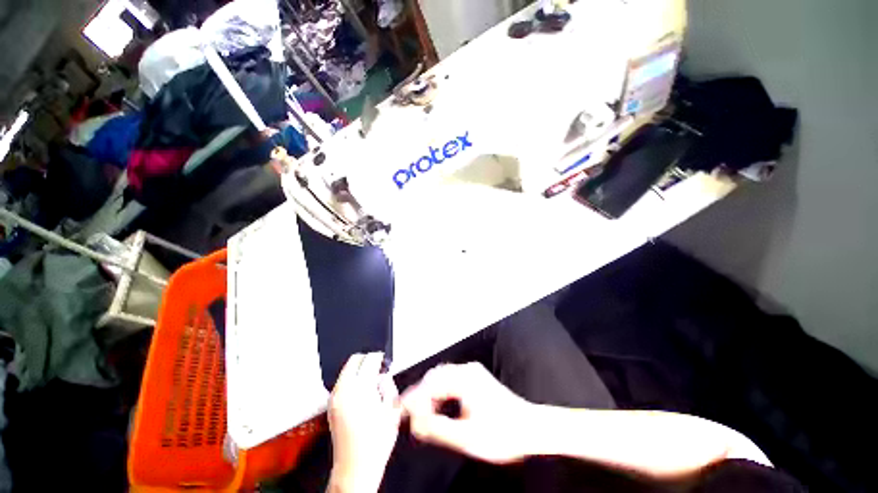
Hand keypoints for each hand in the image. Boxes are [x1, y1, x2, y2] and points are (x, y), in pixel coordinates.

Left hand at [328, 353, 401, 492]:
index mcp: (361, 390)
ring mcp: (335, 398)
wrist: (356, 467)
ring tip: (371, 379)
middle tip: (379, 367)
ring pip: (346, 369)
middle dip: (368, 359)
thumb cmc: (376, 443)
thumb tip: (384, 375)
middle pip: (355, 359)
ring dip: (360, 368)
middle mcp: (344, 391)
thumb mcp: (393, 410)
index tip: (385, 361)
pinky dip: (352, 378)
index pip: (370, 359)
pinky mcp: (331, 405)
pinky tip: (362, 390)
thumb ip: (389, 386)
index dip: (380, 357)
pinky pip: (341, 381)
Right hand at [401, 362, 537, 463]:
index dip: (413, 398)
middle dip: (420, 394)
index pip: (431, 384)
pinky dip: (440, 392)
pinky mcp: (476, 379)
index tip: (401, 411)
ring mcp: (473, 373)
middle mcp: (467, 370)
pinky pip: (451, 380)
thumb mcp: (467, 437)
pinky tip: (438, 406)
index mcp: (465, 379)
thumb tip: (416, 424)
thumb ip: (438, 429)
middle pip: (435, 376)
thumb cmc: (504, 433)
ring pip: (442, 377)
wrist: (531, 428)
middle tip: (408, 412)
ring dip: (429, 393)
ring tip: (420, 411)